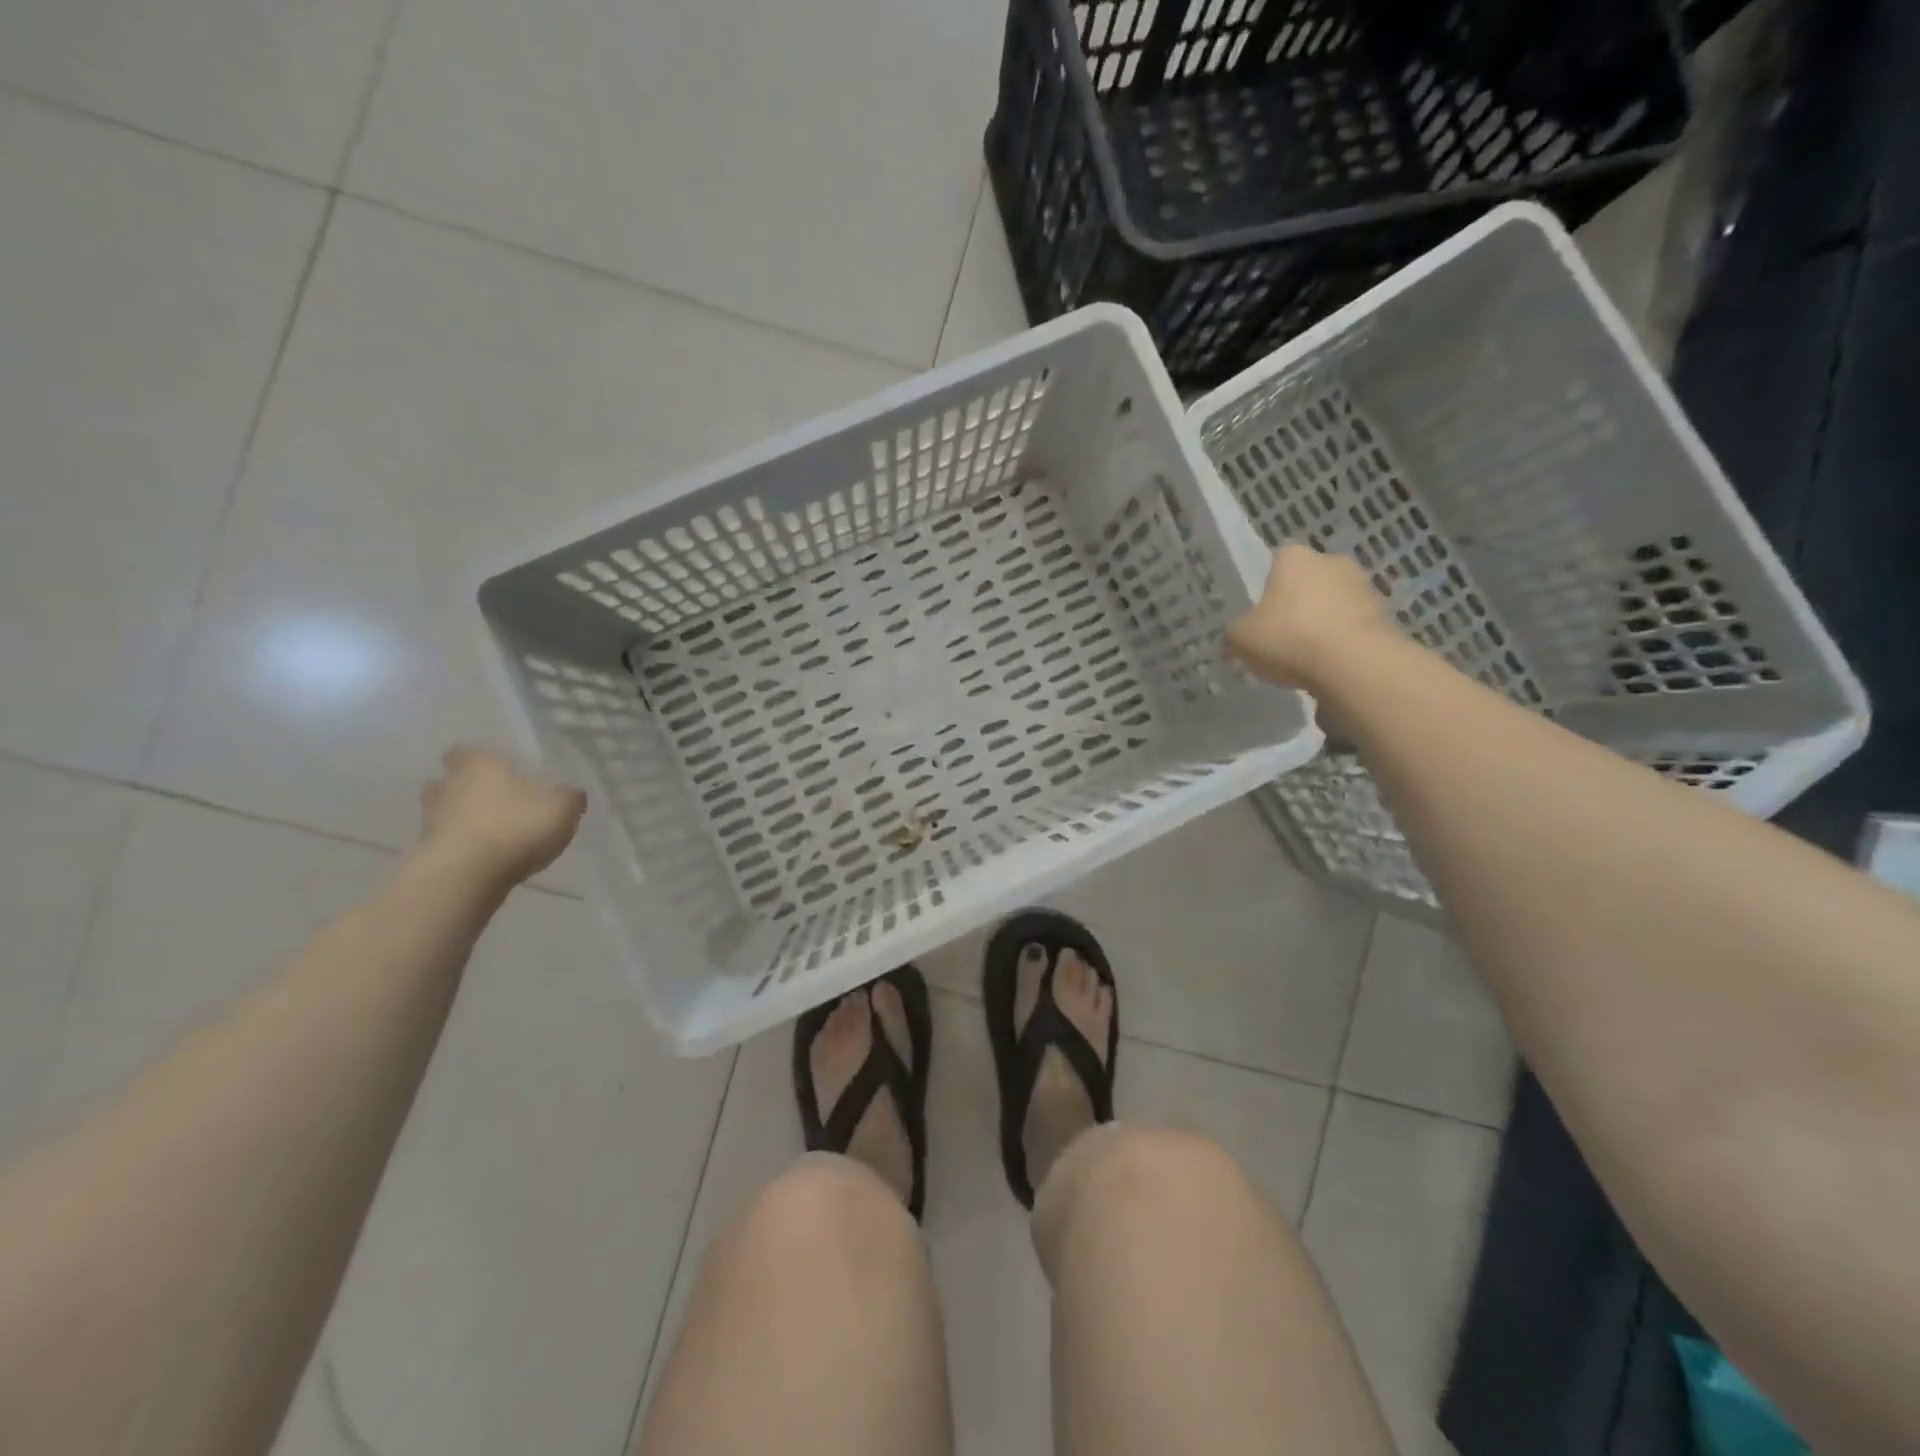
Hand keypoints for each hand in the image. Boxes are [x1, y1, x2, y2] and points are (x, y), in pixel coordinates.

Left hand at [417, 747, 585, 886]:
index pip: (465, 752)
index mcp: (478, 765)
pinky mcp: (426, 853)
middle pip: (449, 782)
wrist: (466, 876)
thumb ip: (569, 797)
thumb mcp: (562, 808)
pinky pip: (446, 843)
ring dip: (462, 821)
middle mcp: (447, 786)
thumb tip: (570, 793)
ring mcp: (430, 821)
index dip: (481, 761)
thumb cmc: (516, 827)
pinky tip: (486, 859)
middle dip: (467, 790)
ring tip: (493, 834)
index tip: (499, 772)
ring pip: (444, 813)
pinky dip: (462, 848)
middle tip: (496, 802)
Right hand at [1225, 544, 1398, 689]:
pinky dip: (1345, 638)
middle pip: (1310, 579)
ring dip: (1325, 619)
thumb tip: (1237, 634)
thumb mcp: (1242, 639)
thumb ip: (1236, 632)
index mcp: (1294, 558)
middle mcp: (1332, 561)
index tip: (1263, 613)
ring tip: (1309, 654)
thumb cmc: (1289, 638)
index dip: (1268, 586)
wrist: (1354, 663)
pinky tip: (1332, 663)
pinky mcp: (1386, 612)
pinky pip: (1355, 623)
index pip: (1278, 560)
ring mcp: (1364, 585)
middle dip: (1299, 601)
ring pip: (1335, 600)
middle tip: (1284, 633)